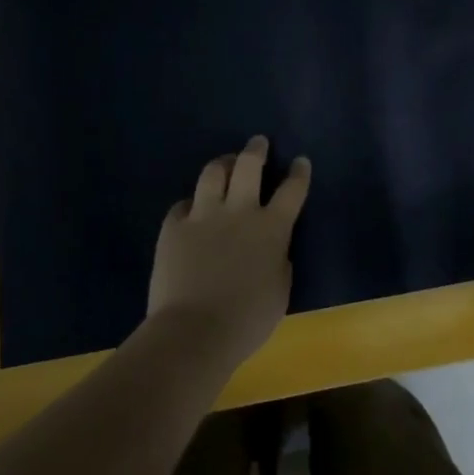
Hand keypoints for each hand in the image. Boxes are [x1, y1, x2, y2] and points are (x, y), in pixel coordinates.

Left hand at [147, 135, 310, 368]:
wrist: (194, 332)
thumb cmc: (247, 320)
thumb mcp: (280, 291)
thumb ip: (279, 261)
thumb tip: (274, 250)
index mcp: (272, 228)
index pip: (292, 190)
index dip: (298, 173)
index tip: (300, 161)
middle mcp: (240, 212)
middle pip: (249, 166)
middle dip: (256, 150)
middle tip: (258, 142)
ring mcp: (203, 216)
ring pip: (213, 174)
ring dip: (222, 164)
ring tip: (225, 163)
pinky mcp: (173, 228)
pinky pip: (182, 204)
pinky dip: (191, 203)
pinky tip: (192, 208)